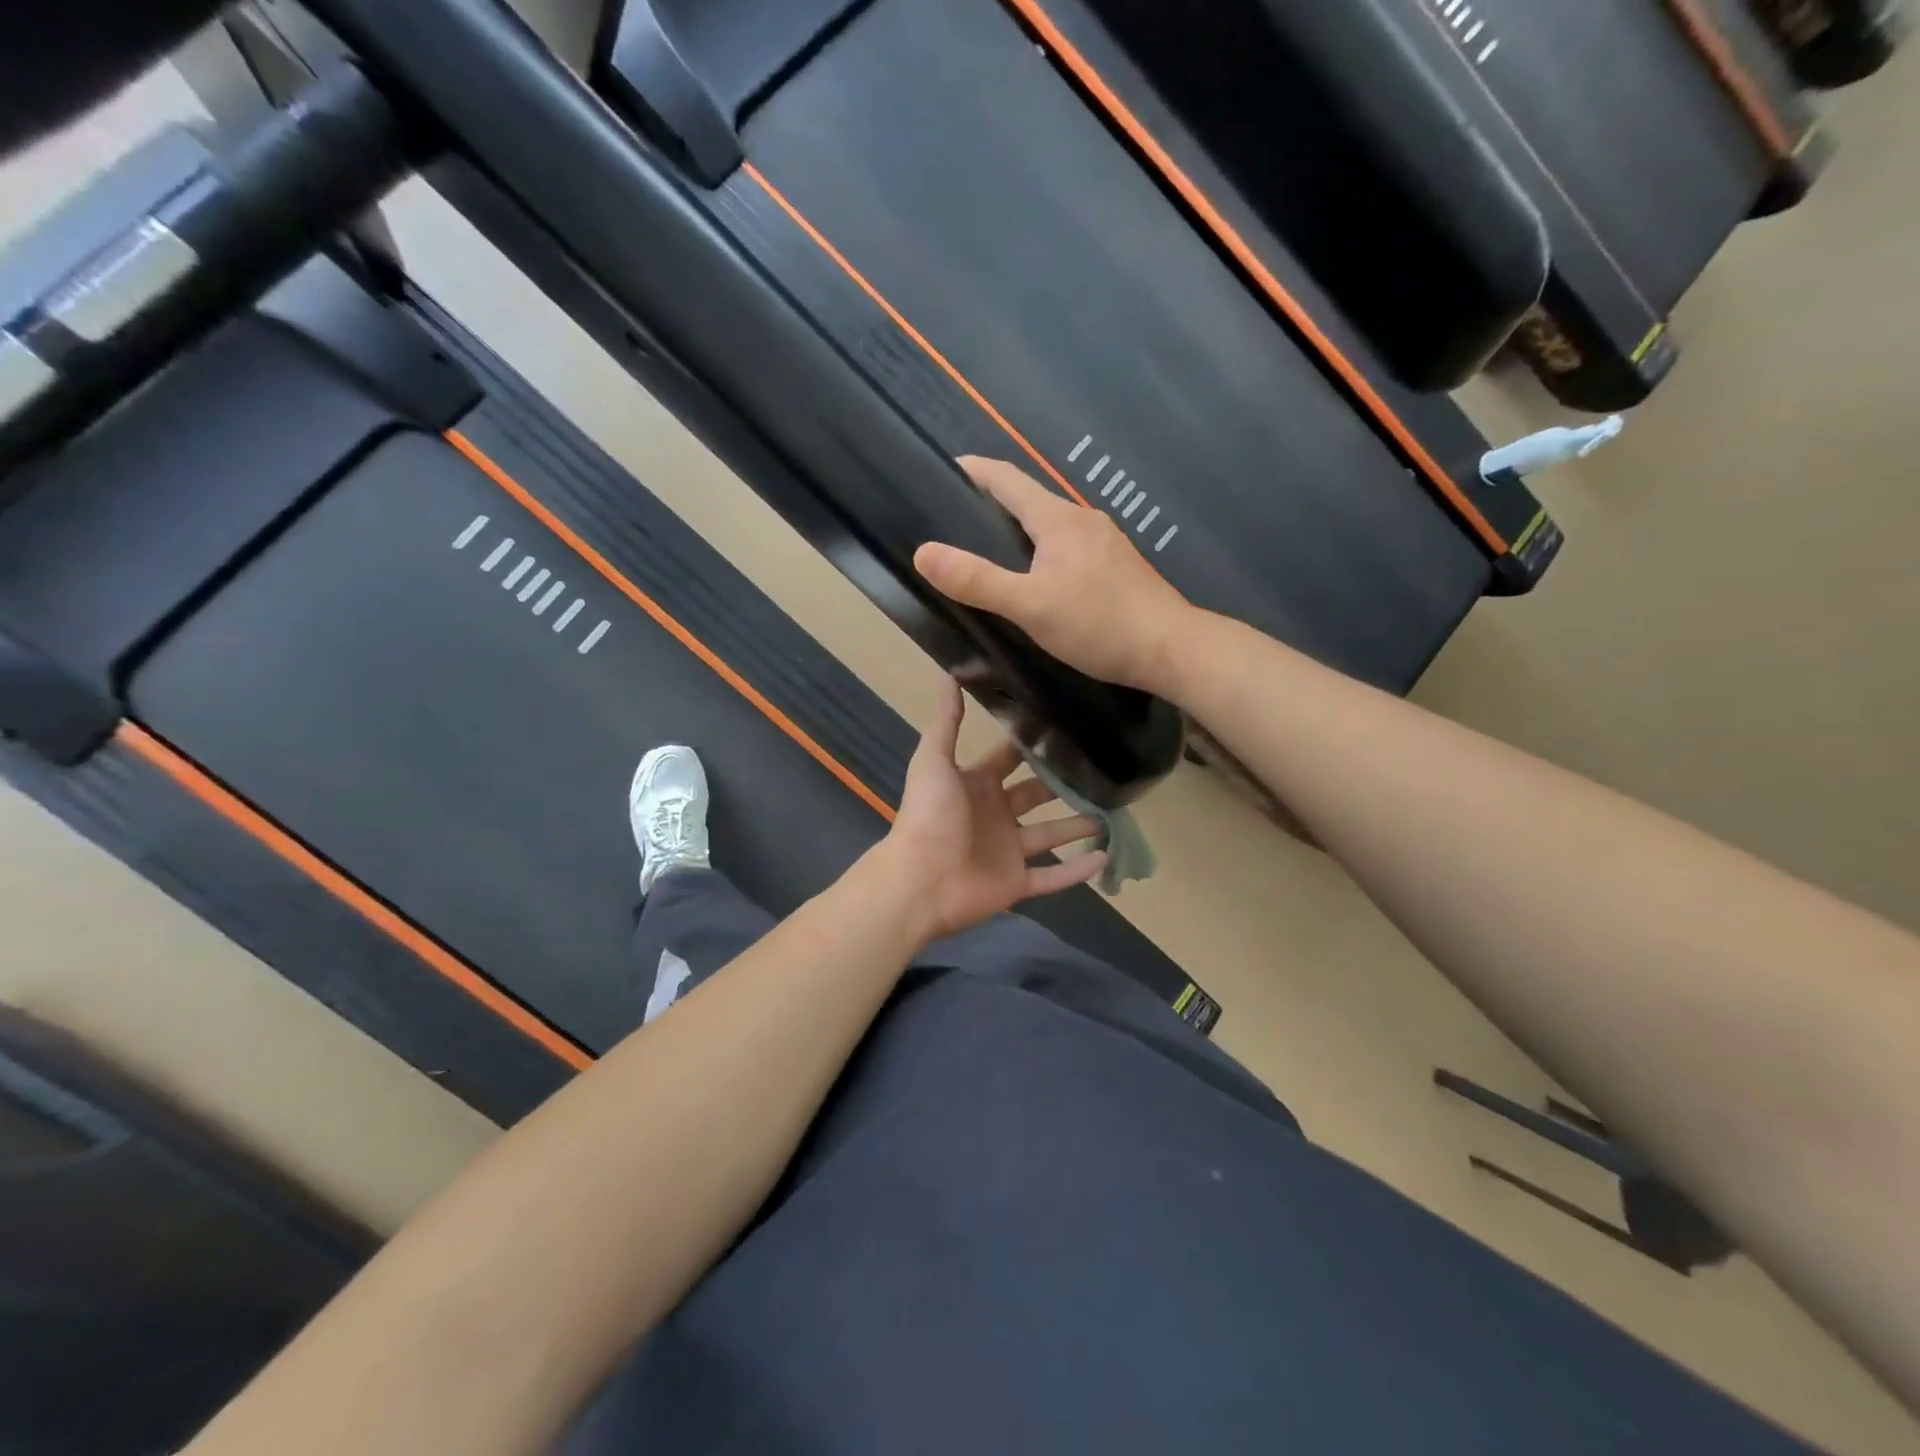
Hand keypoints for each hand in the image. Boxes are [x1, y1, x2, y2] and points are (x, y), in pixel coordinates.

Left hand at [876, 678, 1107, 943]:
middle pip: (1036, 794)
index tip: (1067, 725)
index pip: (1010, 758)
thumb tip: (950, 673)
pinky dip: (1078, 871)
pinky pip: (1053, 877)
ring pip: (1051, 835)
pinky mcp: (1017, 882)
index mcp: (977, 784)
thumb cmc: (928, 816)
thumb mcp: (934, 761)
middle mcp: (996, 814)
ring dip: (1079, 825)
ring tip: (1113, 811)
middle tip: (1102, 767)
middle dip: (1064, 783)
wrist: (920, 881)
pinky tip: (1107, 856)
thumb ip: (946, 721)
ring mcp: (1008, 850)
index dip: (1032, 744)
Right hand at [913, 457, 1194, 693]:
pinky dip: (1044, 550)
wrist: (1172, 649)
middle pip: (1030, 499)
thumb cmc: (1099, 625)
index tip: (945, 469)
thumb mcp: (1030, 606)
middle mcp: (1083, 519)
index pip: (1008, 479)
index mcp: (1059, 520)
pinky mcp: (1118, 565)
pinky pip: (1070, 546)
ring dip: (1020, 529)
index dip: (975, 471)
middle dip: (993, 502)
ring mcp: (1105, 541)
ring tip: (990, 551)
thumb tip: (924, 552)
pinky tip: (1038, 578)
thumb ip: (978, 581)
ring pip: (1051, 525)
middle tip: (956, 520)